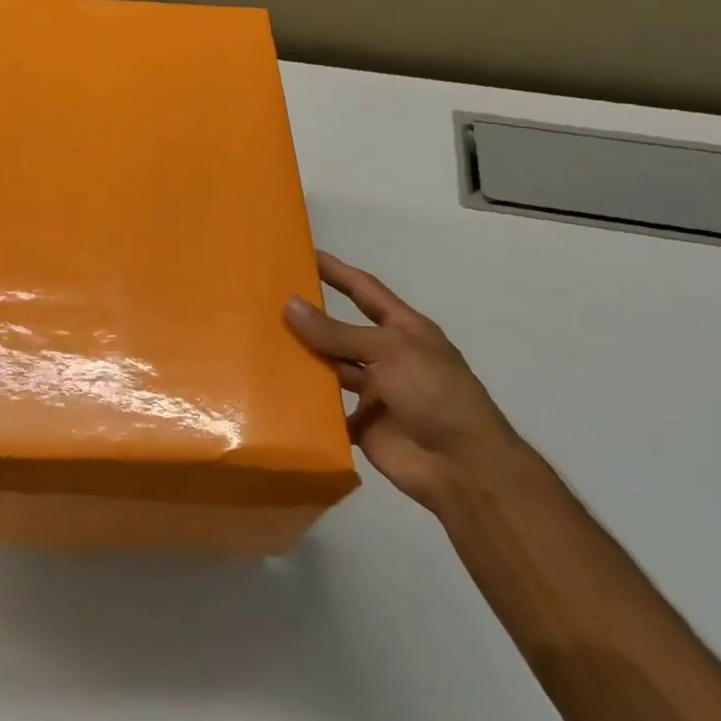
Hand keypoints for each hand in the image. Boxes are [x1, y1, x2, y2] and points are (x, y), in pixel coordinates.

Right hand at [284, 252, 544, 513]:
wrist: (460, 466)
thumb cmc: (434, 394)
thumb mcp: (389, 351)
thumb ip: (338, 332)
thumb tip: (290, 305)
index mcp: (403, 331)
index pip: (365, 291)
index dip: (337, 272)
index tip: (305, 254)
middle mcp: (387, 356)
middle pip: (341, 330)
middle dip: (310, 317)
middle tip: (266, 302)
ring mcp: (373, 391)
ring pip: (330, 368)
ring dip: (303, 358)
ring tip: (260, 343)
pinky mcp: (360, 423)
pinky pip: (325, 407)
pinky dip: (304, 400)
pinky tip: (272, 388)